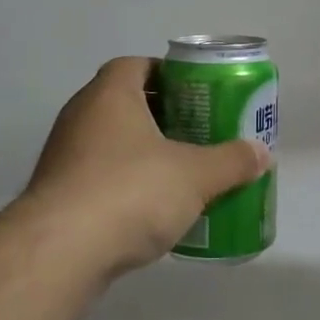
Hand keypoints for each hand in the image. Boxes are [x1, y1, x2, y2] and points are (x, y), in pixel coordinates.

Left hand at [22, 57, 272, 277]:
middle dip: (163, 117)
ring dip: (144, 154)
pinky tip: (153, 210)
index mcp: (109, 95)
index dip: (167, 74)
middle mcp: (80, 117)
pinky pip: (99, 179)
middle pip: (126, 104)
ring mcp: (64, 158)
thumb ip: (231, 162)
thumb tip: (262, 154)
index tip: (197, 94)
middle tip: (199, 133)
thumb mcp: (195, 175)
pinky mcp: (57, 196)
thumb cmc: (130, 192)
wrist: (60, 254)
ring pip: (112, 144)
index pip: (136, 65)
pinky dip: (126, 187)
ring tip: (182, 173)